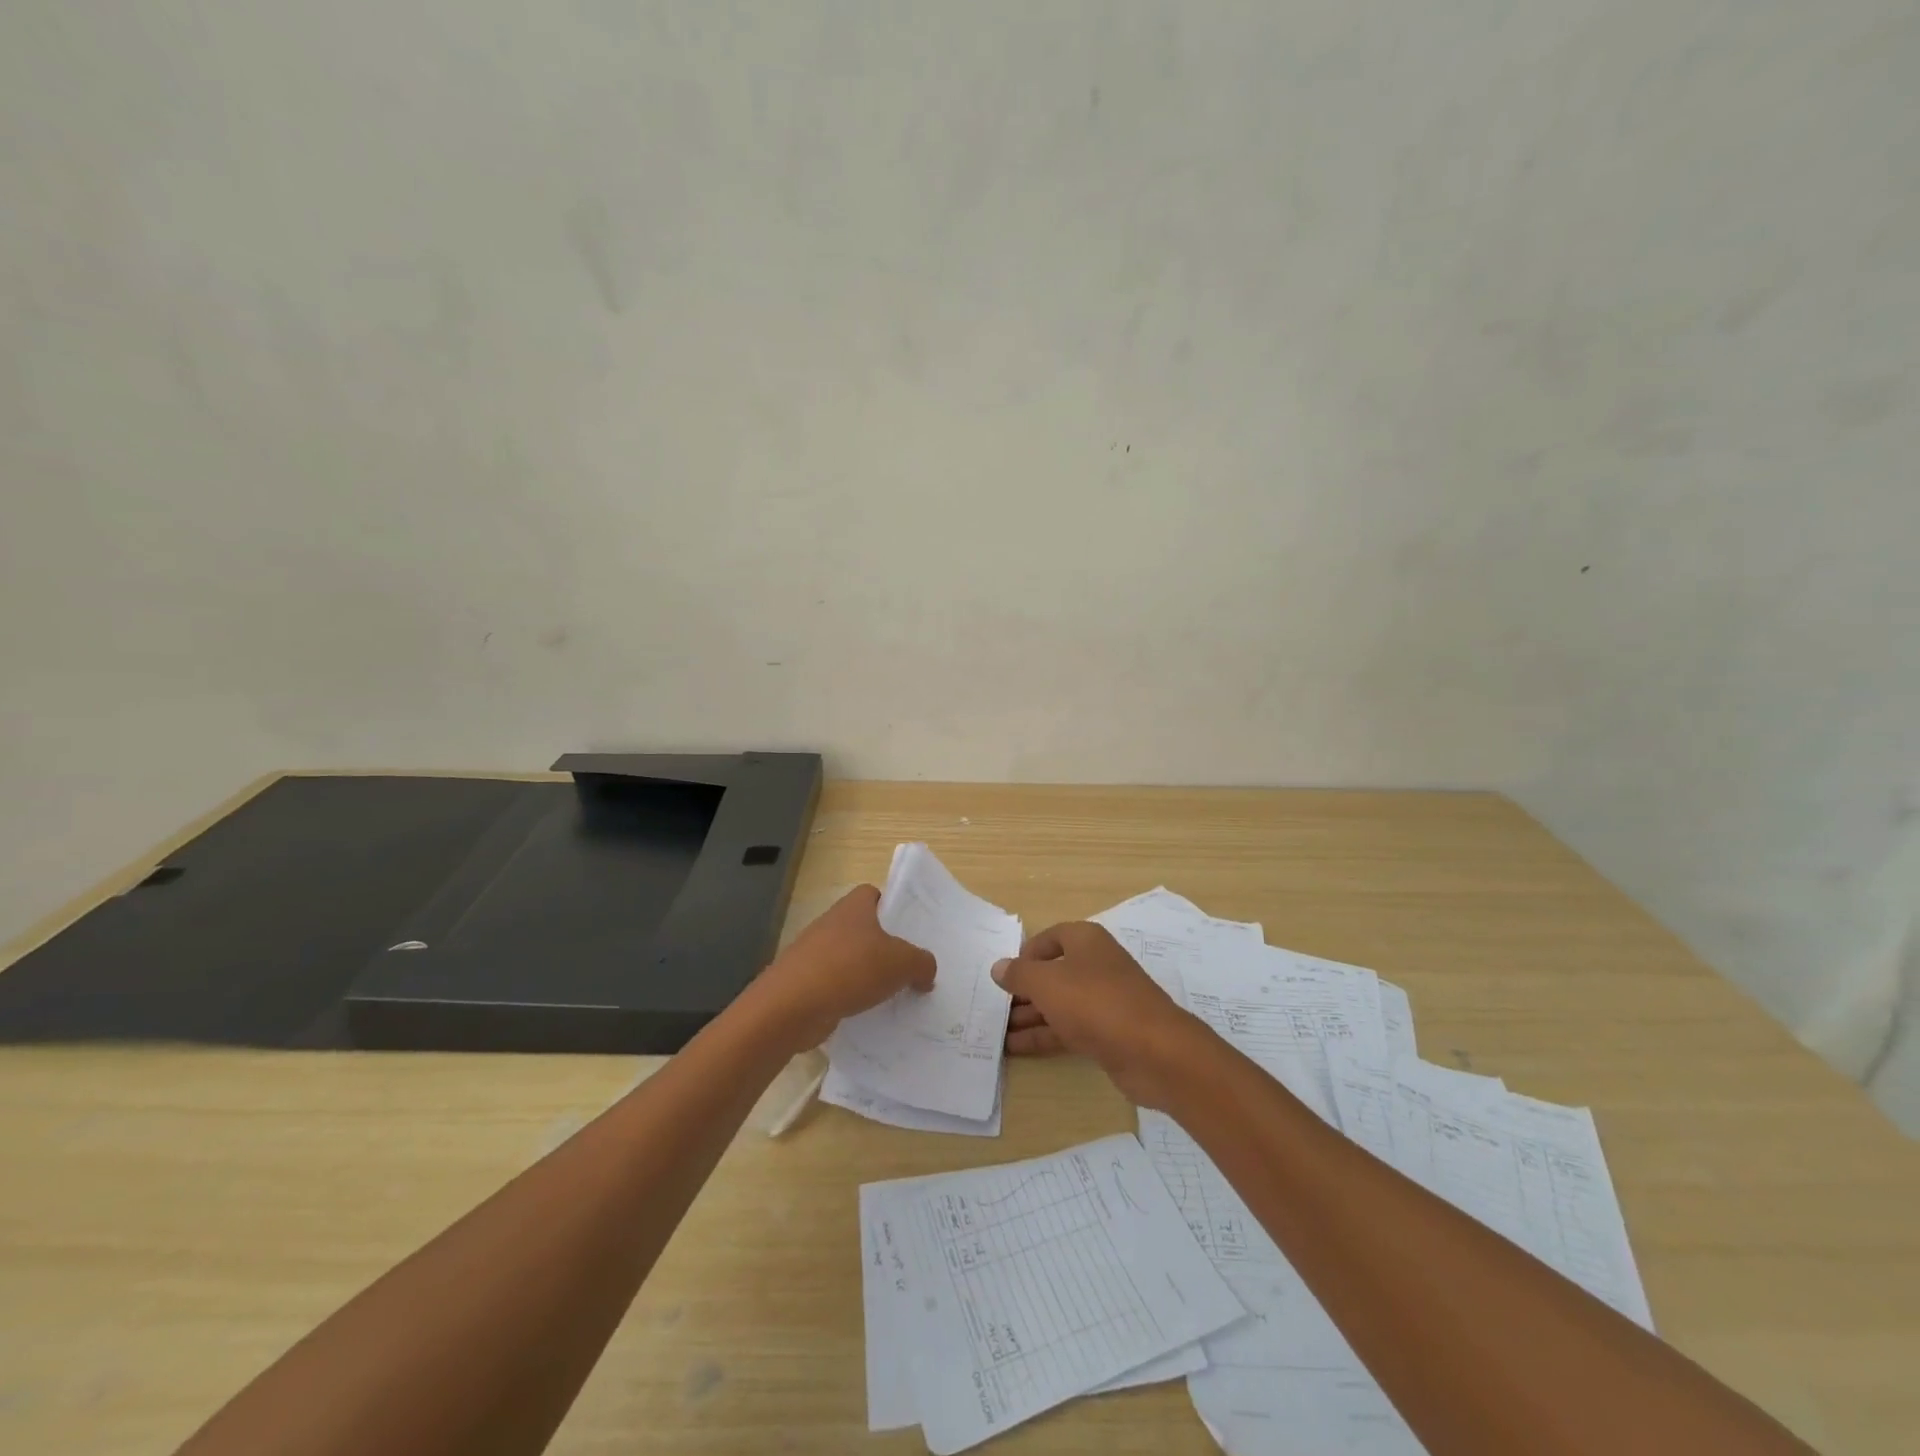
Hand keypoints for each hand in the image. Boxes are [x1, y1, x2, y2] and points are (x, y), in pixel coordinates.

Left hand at [748, 885, 934, 1052]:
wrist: (790, 1007)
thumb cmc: (849, 969)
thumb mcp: (902, 963)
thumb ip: (922, 963)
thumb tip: (926, 971)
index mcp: (853, 907)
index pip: (874, 894)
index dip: (892, 907)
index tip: (910, 929)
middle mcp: (832, 924)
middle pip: (864, 929)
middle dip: (884, 947)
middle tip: (909, 967)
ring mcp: (814, 954)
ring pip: (850, 959)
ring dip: (867, 975)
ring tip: (893, 995)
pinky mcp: (804, 983)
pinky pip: (836, 986)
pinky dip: (850, 997)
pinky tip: (867, 1015)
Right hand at [994, 921, 1210, 1109]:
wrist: (1154, 1051)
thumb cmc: (1095, 1002)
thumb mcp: (1047, 983)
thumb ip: (1019, 974)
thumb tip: (999, 967)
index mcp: (1086, 941)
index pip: (1051, 937)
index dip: (1027, 953)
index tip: (1005, 974)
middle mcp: (1096, 965)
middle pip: (1053, 972)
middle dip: (1024, 990)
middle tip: (994, 1007)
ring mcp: (1103, 1001)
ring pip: (1059, 1004)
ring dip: (1029, 1016)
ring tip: (996, 1032)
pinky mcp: (1108, 1033)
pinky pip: (1068, 1029)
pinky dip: (1043, 1036)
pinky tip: (1015, 1049)